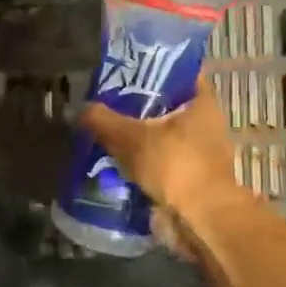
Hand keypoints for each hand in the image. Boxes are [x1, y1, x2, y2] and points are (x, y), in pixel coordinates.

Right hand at [82, 74, 255, 245]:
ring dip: (138, 136)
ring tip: (105, 131)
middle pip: (167, 105)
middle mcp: (205, 124)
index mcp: (202, 103)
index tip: (128, 67)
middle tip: (107, 100)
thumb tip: (80, 109)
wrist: (200, 220)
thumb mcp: (131, 137)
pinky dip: (140, 162)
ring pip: (161, 135)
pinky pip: (159, 162)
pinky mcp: (189, 179)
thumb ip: (103, 120)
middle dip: (139, 105)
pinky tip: (114, 160)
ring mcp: (199, 154)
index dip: (155, 66)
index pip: (181, 72)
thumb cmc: (175, 166)